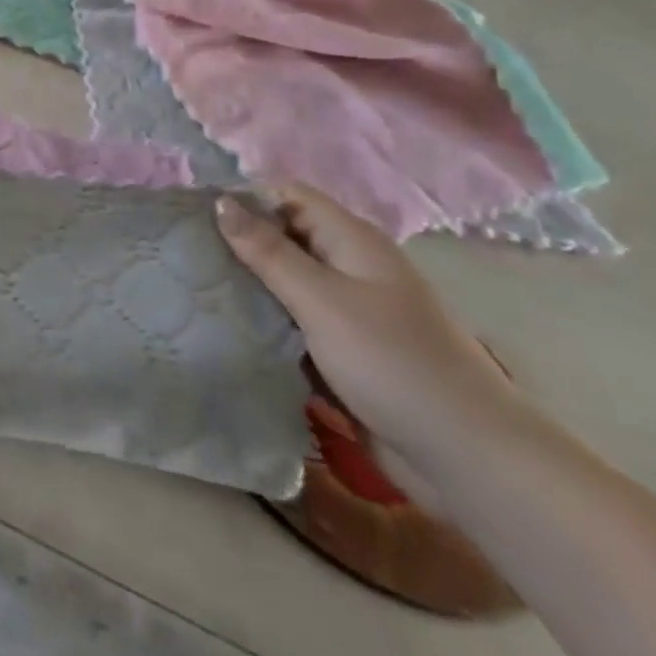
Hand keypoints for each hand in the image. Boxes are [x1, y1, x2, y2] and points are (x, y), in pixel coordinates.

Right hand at [217, 185, 525, 501]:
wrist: (469, 460)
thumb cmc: (393, 363)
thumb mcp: (321, 300)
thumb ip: (267, 251)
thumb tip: (220, 201)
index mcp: (351, 241)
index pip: (287, 195)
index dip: (244, 198)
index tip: (195, 216)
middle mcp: (349, 267)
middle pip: (283, 237)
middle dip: (238, 243)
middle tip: (186, 255)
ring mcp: (349, 311)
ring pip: (285, 283)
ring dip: (249, 287)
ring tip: (195, 290)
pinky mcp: (345, 352)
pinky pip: (295, 324)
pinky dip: (266, 323)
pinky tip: (229, 330)